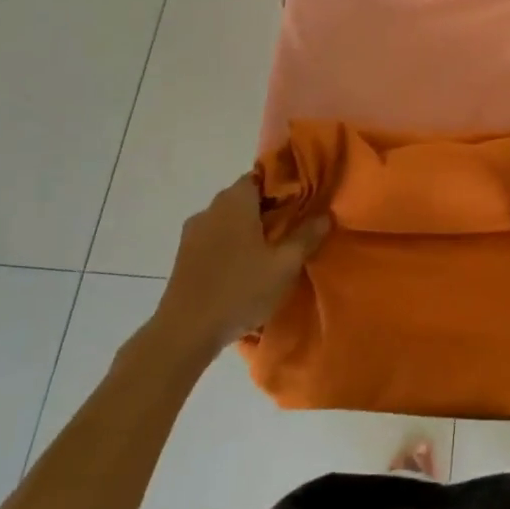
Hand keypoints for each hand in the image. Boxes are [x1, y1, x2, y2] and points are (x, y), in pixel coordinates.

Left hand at [155, 177, 327, 352]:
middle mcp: (211, 208)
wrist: (184, 333)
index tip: (303, 203)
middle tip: (293, 229)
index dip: (285, 186)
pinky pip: (215, 238)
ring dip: (249, 229)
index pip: (262, 176)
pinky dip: (231, 245)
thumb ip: (306, 236)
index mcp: (235, 201)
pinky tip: (244, 268)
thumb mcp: (285, 265)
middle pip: (246, 197)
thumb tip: (325, 215)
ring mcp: (193, 232)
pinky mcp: (183, 256)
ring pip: (229, 219)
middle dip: (269, 209)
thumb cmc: (240, 290)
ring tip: (270, 252)